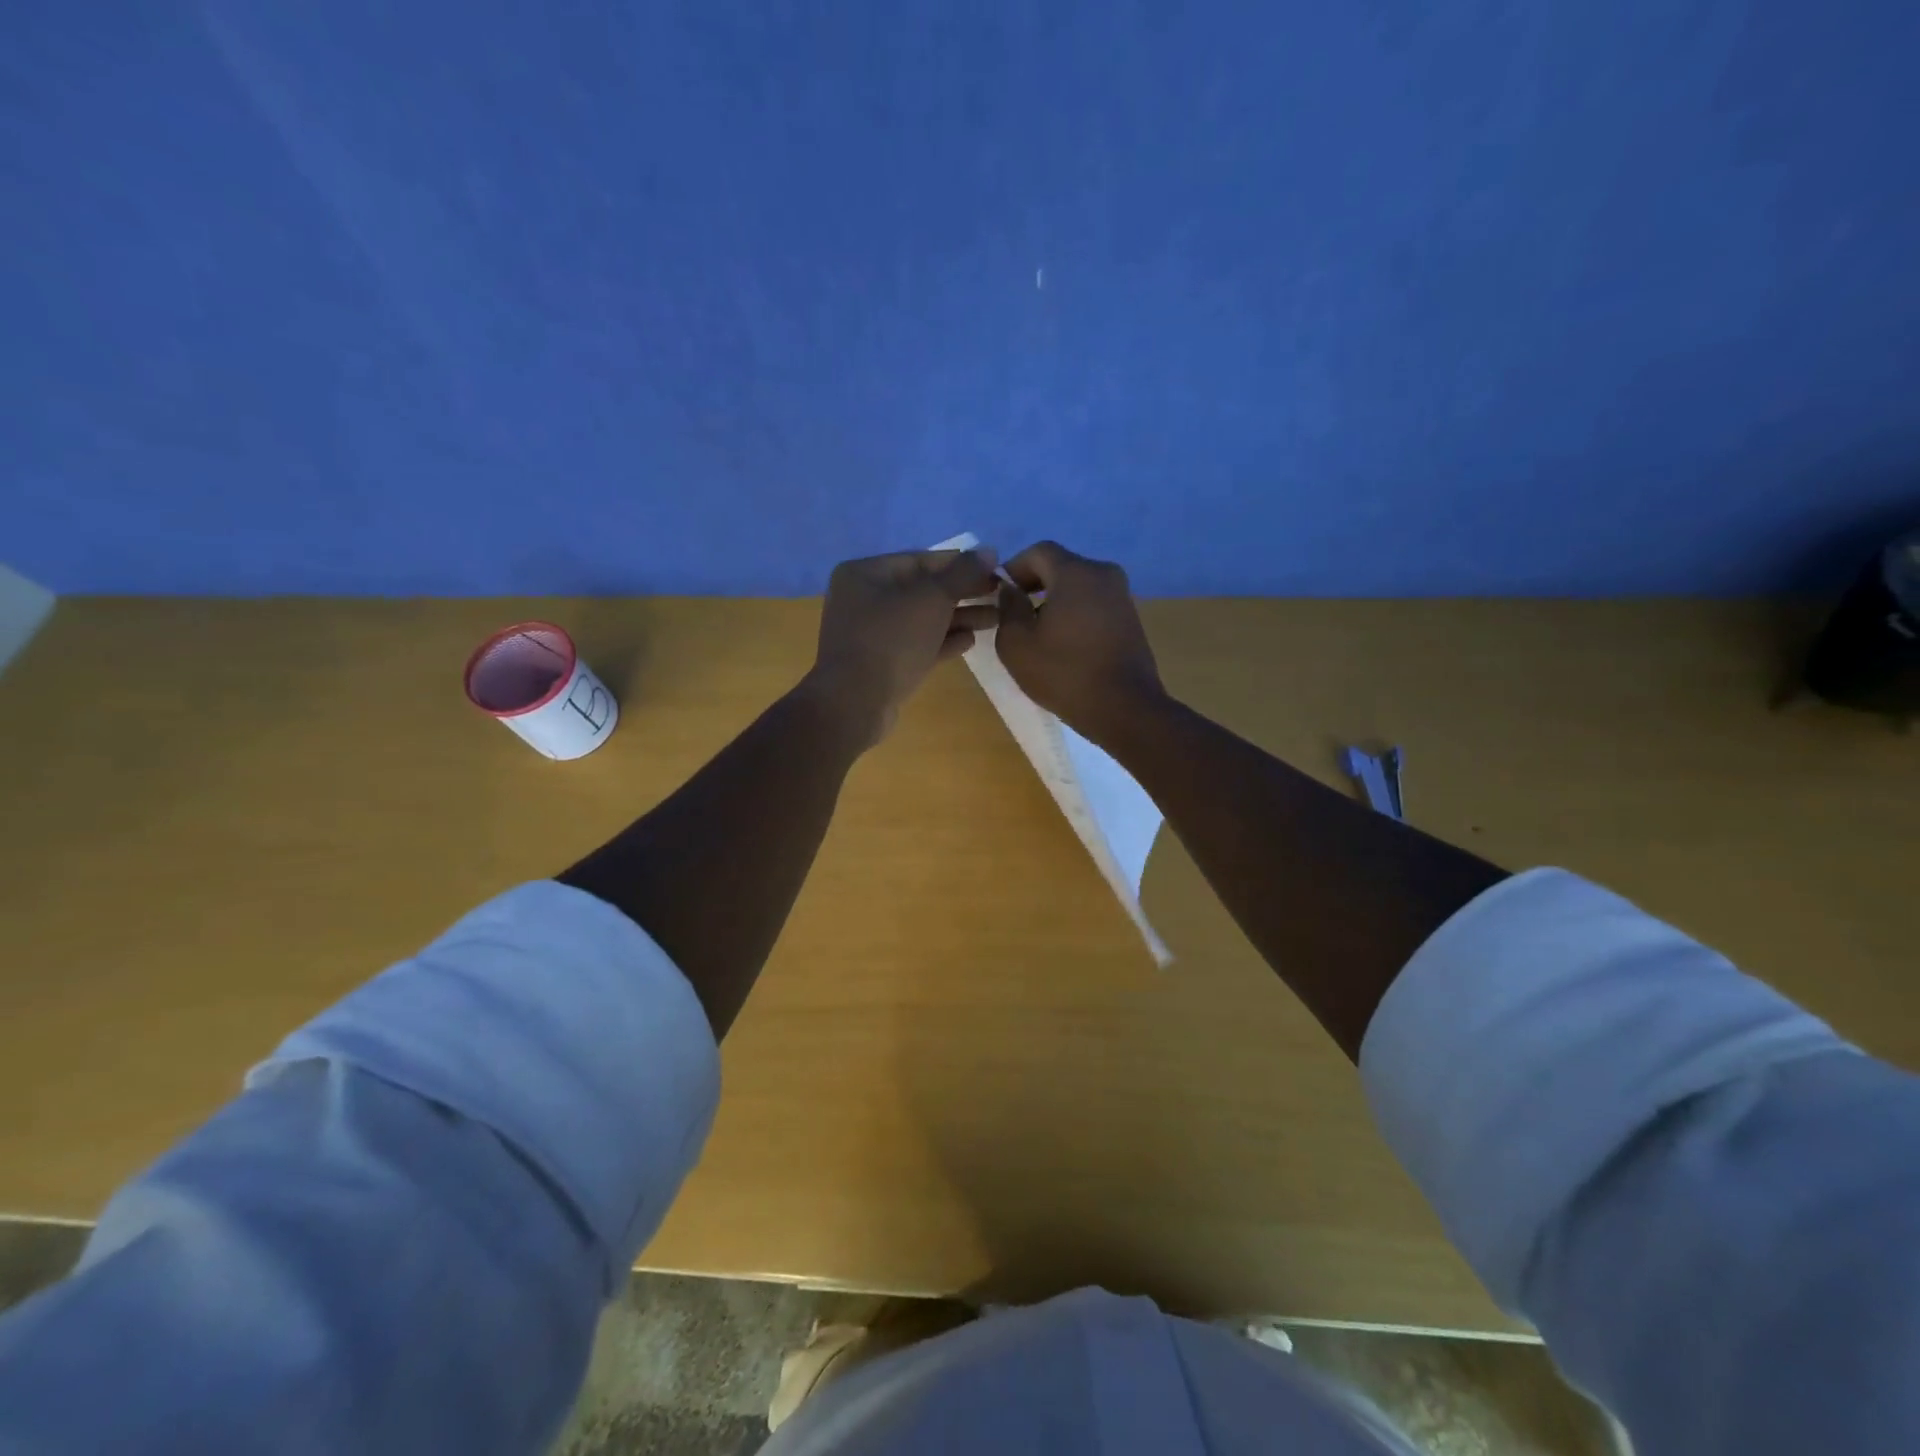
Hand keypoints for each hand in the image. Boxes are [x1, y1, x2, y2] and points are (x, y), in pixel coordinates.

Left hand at [803, 547, 999, 748]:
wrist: (855, 704)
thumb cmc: (891, 641)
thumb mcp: (931, 600)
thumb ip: (962, 573)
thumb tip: (990, 550)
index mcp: (865, 574)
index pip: (921, 560)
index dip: (961, 564)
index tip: (996, 570)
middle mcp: (864, 599)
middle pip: (923, 590)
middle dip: (963, 593)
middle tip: (1001, 596)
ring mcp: (871, 634)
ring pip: (922, 619)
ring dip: (959, 618)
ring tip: (997, 619)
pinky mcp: (881, 663)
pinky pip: (917, 644)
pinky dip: (942, 641)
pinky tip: (971, 641)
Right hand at [994, 540, 1166, 739]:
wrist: (1125, 709)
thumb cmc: (1064, 674)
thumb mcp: (1017, 644)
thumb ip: (1008, 609)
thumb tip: (1010, 591)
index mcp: (1076, 572)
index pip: (1039, 551)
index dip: (1014, 568)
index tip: (1000, 594)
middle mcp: (1104, 574)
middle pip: (1061, 567)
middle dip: (1034, 585)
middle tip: (1015, 615)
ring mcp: (1122, 596)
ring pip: (1079, 587)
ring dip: (1055, 602)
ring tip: (1039, 634)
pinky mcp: (1131, 618)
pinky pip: (1094, 604)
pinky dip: (1075, 614)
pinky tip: (1065, 644)